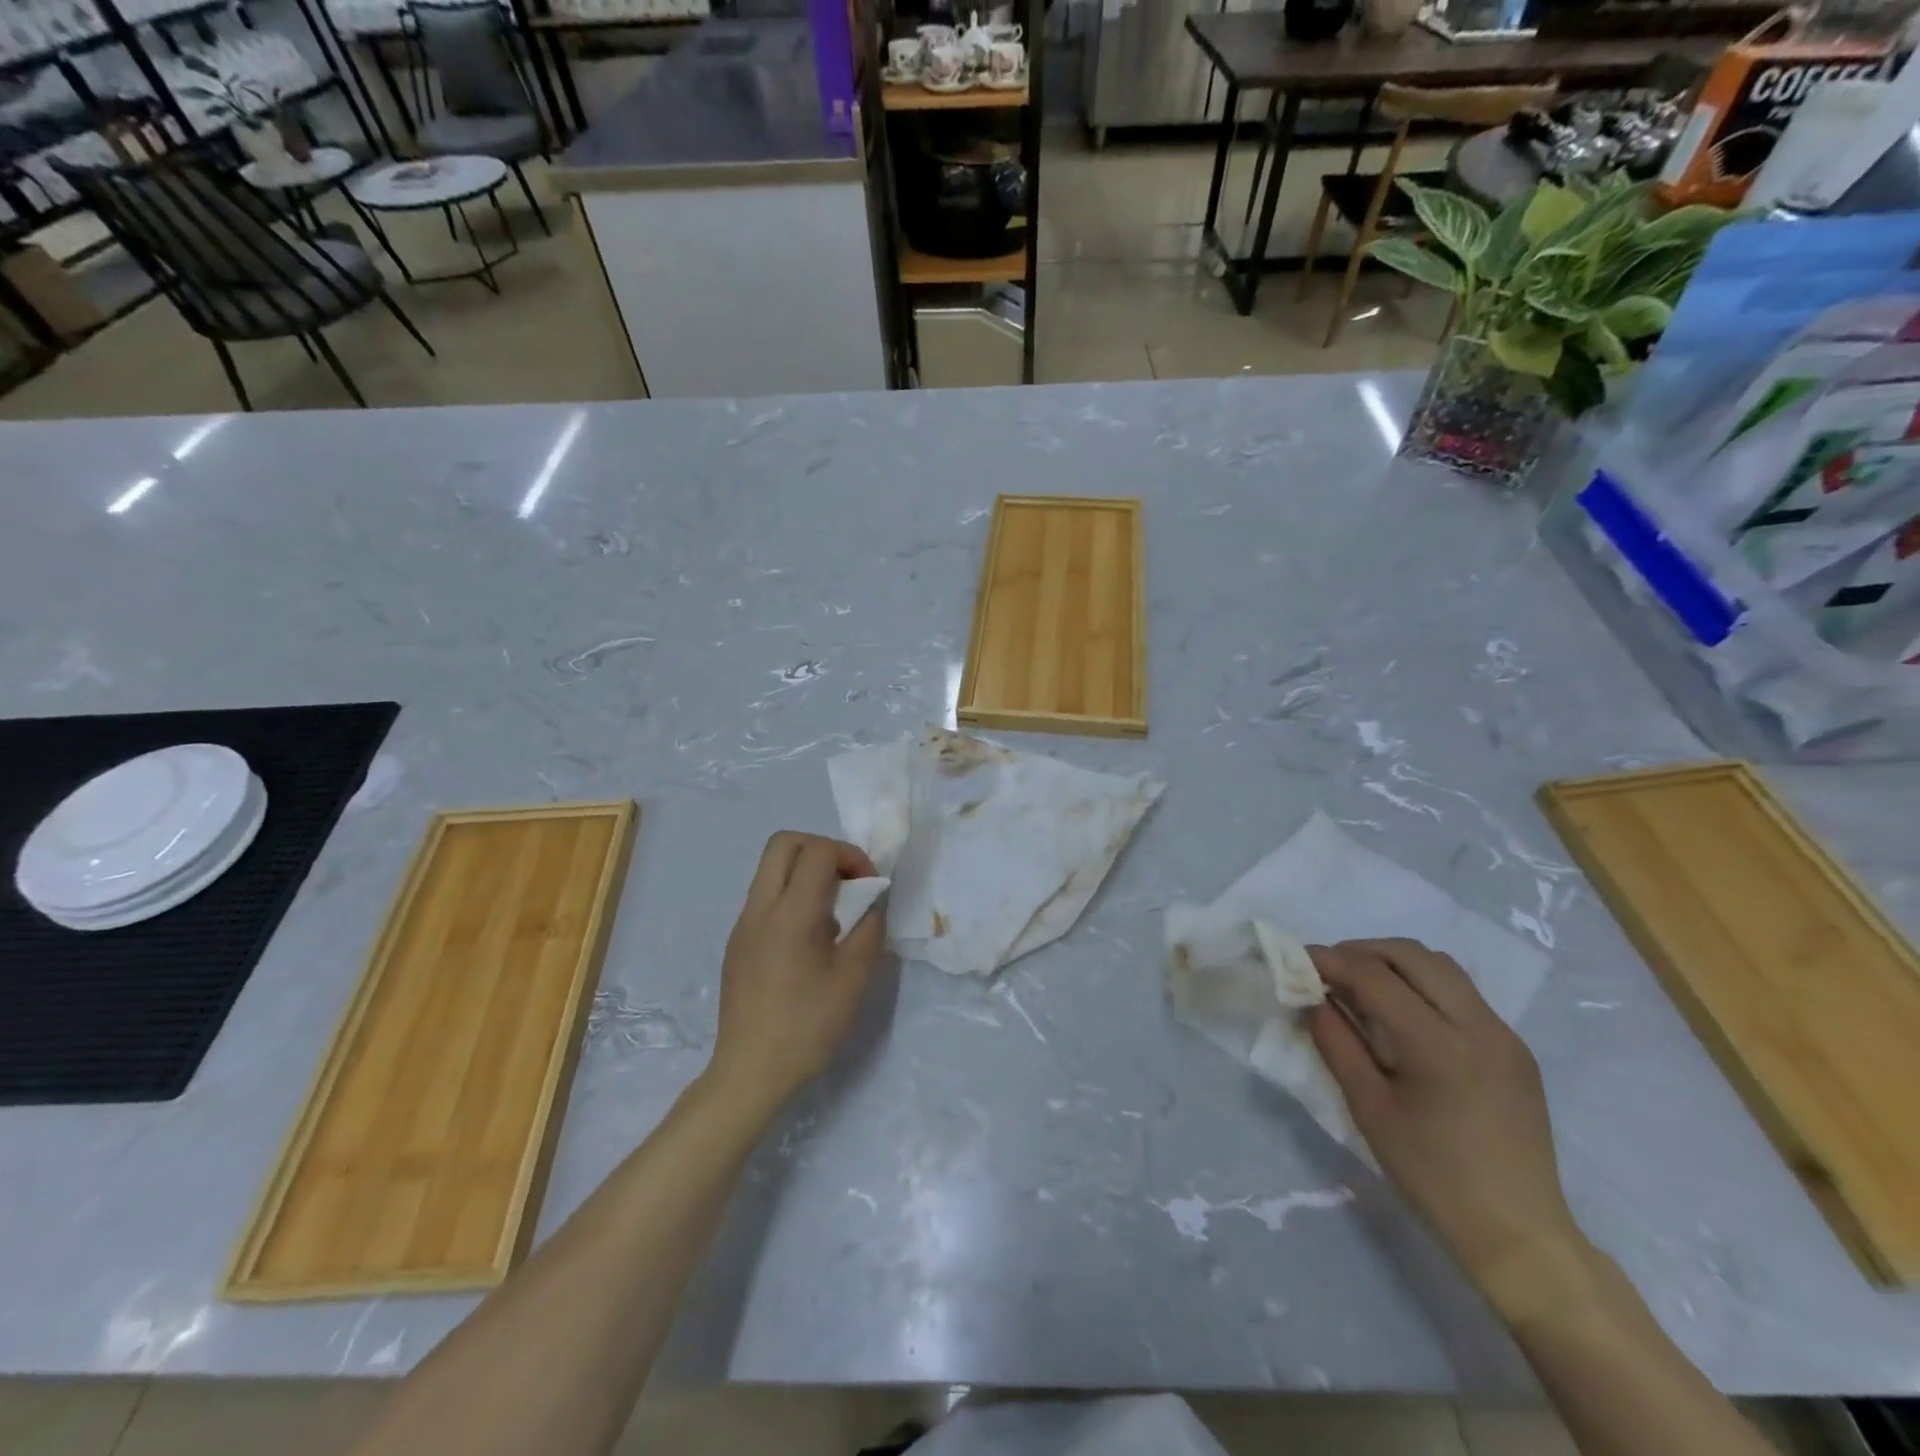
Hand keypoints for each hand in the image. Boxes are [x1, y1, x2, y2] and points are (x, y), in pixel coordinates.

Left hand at [707, 832, 885, 1115]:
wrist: (751, 1072)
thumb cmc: (808, 1026)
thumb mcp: (854, 978)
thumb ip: (868, 928)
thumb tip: (871, 901)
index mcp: (791, 914)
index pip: (817, 851)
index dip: (850, 855)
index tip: (869, 885)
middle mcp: (760, 908)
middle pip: (784, 843)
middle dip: (822, 849)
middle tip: (847, 880)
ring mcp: (743, 924)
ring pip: (770, 868)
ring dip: (805, 871)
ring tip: (832, 910)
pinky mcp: (737, 942)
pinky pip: (764, 896)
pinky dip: (791, 894)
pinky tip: (809, 936)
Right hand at [1306, 938, 1585, 1297]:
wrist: (1518, 1233)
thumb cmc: (1431, 1175)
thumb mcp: (1369, 1107)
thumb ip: (1336, 1042)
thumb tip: (1310, 997)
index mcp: (1438, 1046)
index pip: (1375, 977)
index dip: (1331, 961)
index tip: (1298, 959)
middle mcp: (1478, 1026)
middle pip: (1412, 955)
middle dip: (1362, 951)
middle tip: (1328, 968)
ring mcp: (1504, 1035)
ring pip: (1441, 966)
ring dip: (1395, 962)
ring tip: (1362, 984)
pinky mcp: (1515, 1048)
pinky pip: (1462, 992)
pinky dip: (1423, 984)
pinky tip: (1402, 1012)